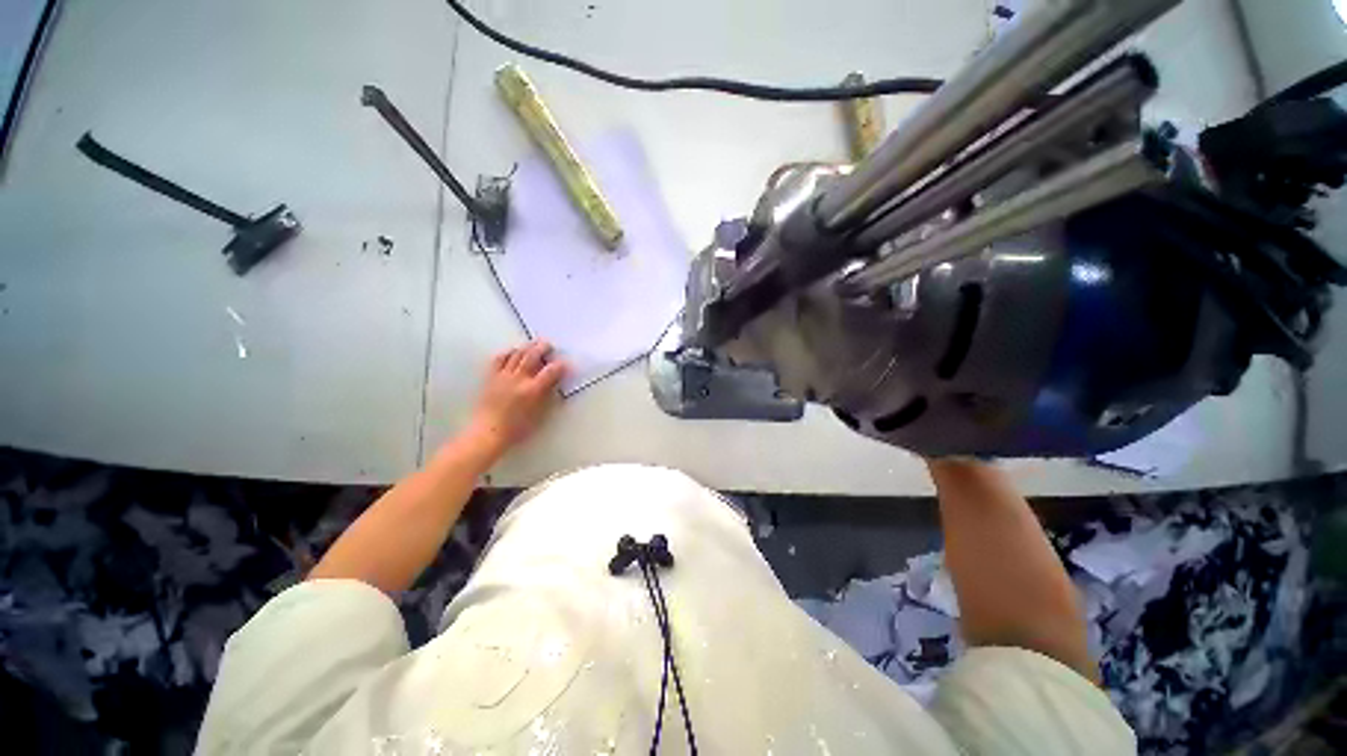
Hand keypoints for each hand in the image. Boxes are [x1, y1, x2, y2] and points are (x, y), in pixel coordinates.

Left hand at [465, 340, 568, 457]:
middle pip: (532, 356)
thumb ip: (547, 396)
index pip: (551, 371)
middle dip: (543, 348)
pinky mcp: (491, 377)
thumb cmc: (517, 429)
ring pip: (517, 354)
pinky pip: (499, 359)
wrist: (488, 432)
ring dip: (527, 347)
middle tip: (549, 345)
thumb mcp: (539, 415)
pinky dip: (508, 353)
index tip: (565, 363)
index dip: (561, 365)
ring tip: (534, 344)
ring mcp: (503, 376)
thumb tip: (554, 383)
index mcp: (532, 390)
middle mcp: (518, 379)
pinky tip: (513, 351)